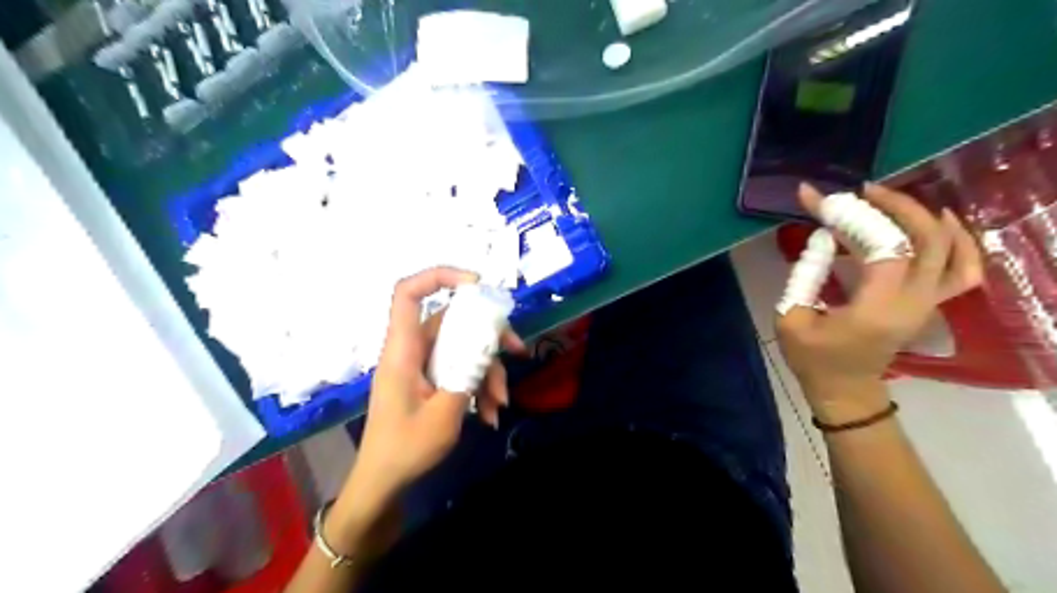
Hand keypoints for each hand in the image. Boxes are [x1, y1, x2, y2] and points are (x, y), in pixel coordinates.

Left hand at [346, 269, 519, 509]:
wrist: (384, 483)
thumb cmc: (404, 450)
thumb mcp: (444, 416)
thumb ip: (467, 376)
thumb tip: (487, 349)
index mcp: (403, 351)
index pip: (408, 294)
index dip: (439, 277)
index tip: (477, 285)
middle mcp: (413, 351)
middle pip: (453, 322)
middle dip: (488, 336)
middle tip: (517, 351)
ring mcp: (423, 366)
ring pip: (463, 349)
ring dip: (488, 371)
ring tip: (501, 404)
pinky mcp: (432, 380)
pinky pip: (460, 370)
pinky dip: (479, 387)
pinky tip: (491, 414)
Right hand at [774, 185, 987, 419]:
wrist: (844, 388)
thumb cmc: (812, 358)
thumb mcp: (790, 317)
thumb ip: (804, 274)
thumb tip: (822, 237)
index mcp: (875, 309)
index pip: (881, 247)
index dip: (853, 217)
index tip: (821, 199)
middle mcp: (913, 303)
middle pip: (927, 240)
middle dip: (895, 207)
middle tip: (861, 192)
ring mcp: (928, 304)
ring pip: (953, 251)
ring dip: (926, 218)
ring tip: (893, 201)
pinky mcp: (929, 304)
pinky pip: (962, 269)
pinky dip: (958, 241)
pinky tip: (937, 223)